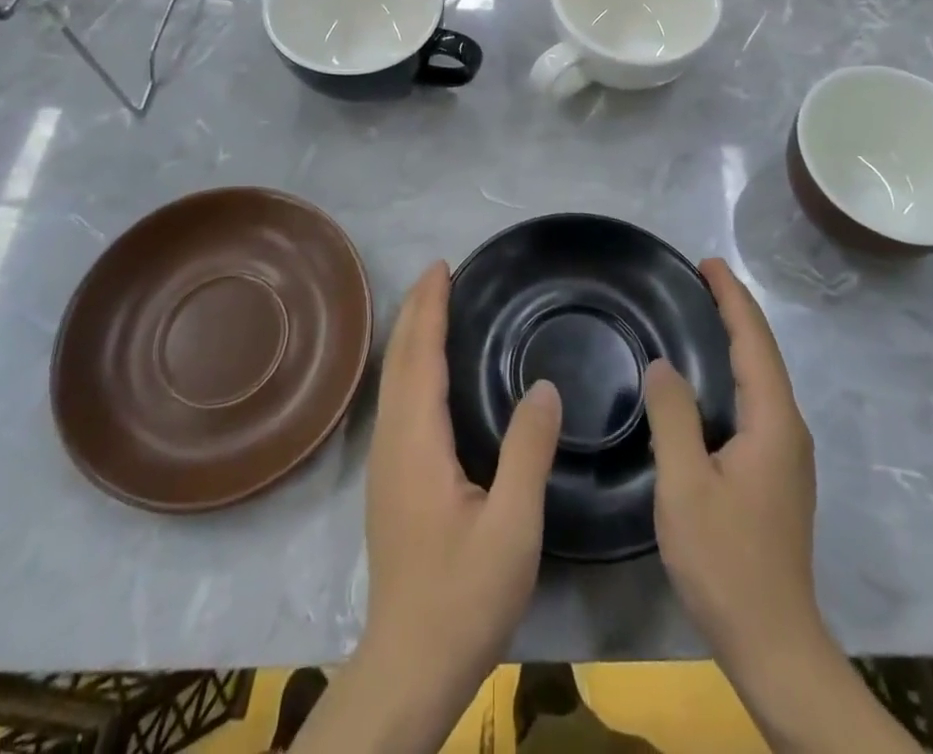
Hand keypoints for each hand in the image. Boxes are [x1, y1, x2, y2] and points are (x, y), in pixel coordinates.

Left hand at [351, 261, 561, 746]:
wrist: (409, 665)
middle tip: (441, 274)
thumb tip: (545, 385)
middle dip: (417, 311)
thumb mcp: (512, 526)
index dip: (429, 308)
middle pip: (399, 360)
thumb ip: (528, 451)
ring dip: (412, 337)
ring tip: (435, 308)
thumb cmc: (463, 595)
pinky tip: (430, 374)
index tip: (442, 267)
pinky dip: (412, 366)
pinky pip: (398, 401)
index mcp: (417, 441)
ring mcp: (386, 463)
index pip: (419, 355)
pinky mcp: (390, 482)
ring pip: (393, 381)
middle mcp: (392, 442)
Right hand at [644, 257, 823, 670]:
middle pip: (764, 354)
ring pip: (762, 379)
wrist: (773, 642)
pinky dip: (735, 372)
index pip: (755, 341)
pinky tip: (708, 381)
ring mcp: (787, 455)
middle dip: (735, 311)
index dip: (732, 298)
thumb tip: (663, 365)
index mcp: (773, 422)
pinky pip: (756, 403)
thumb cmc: (725, 560)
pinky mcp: (776, 474)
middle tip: (700, 280)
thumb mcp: (685, 484)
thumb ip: (673, 417)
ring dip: (736, 341)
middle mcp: (789, 429)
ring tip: (702, 315)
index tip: (708, 263)